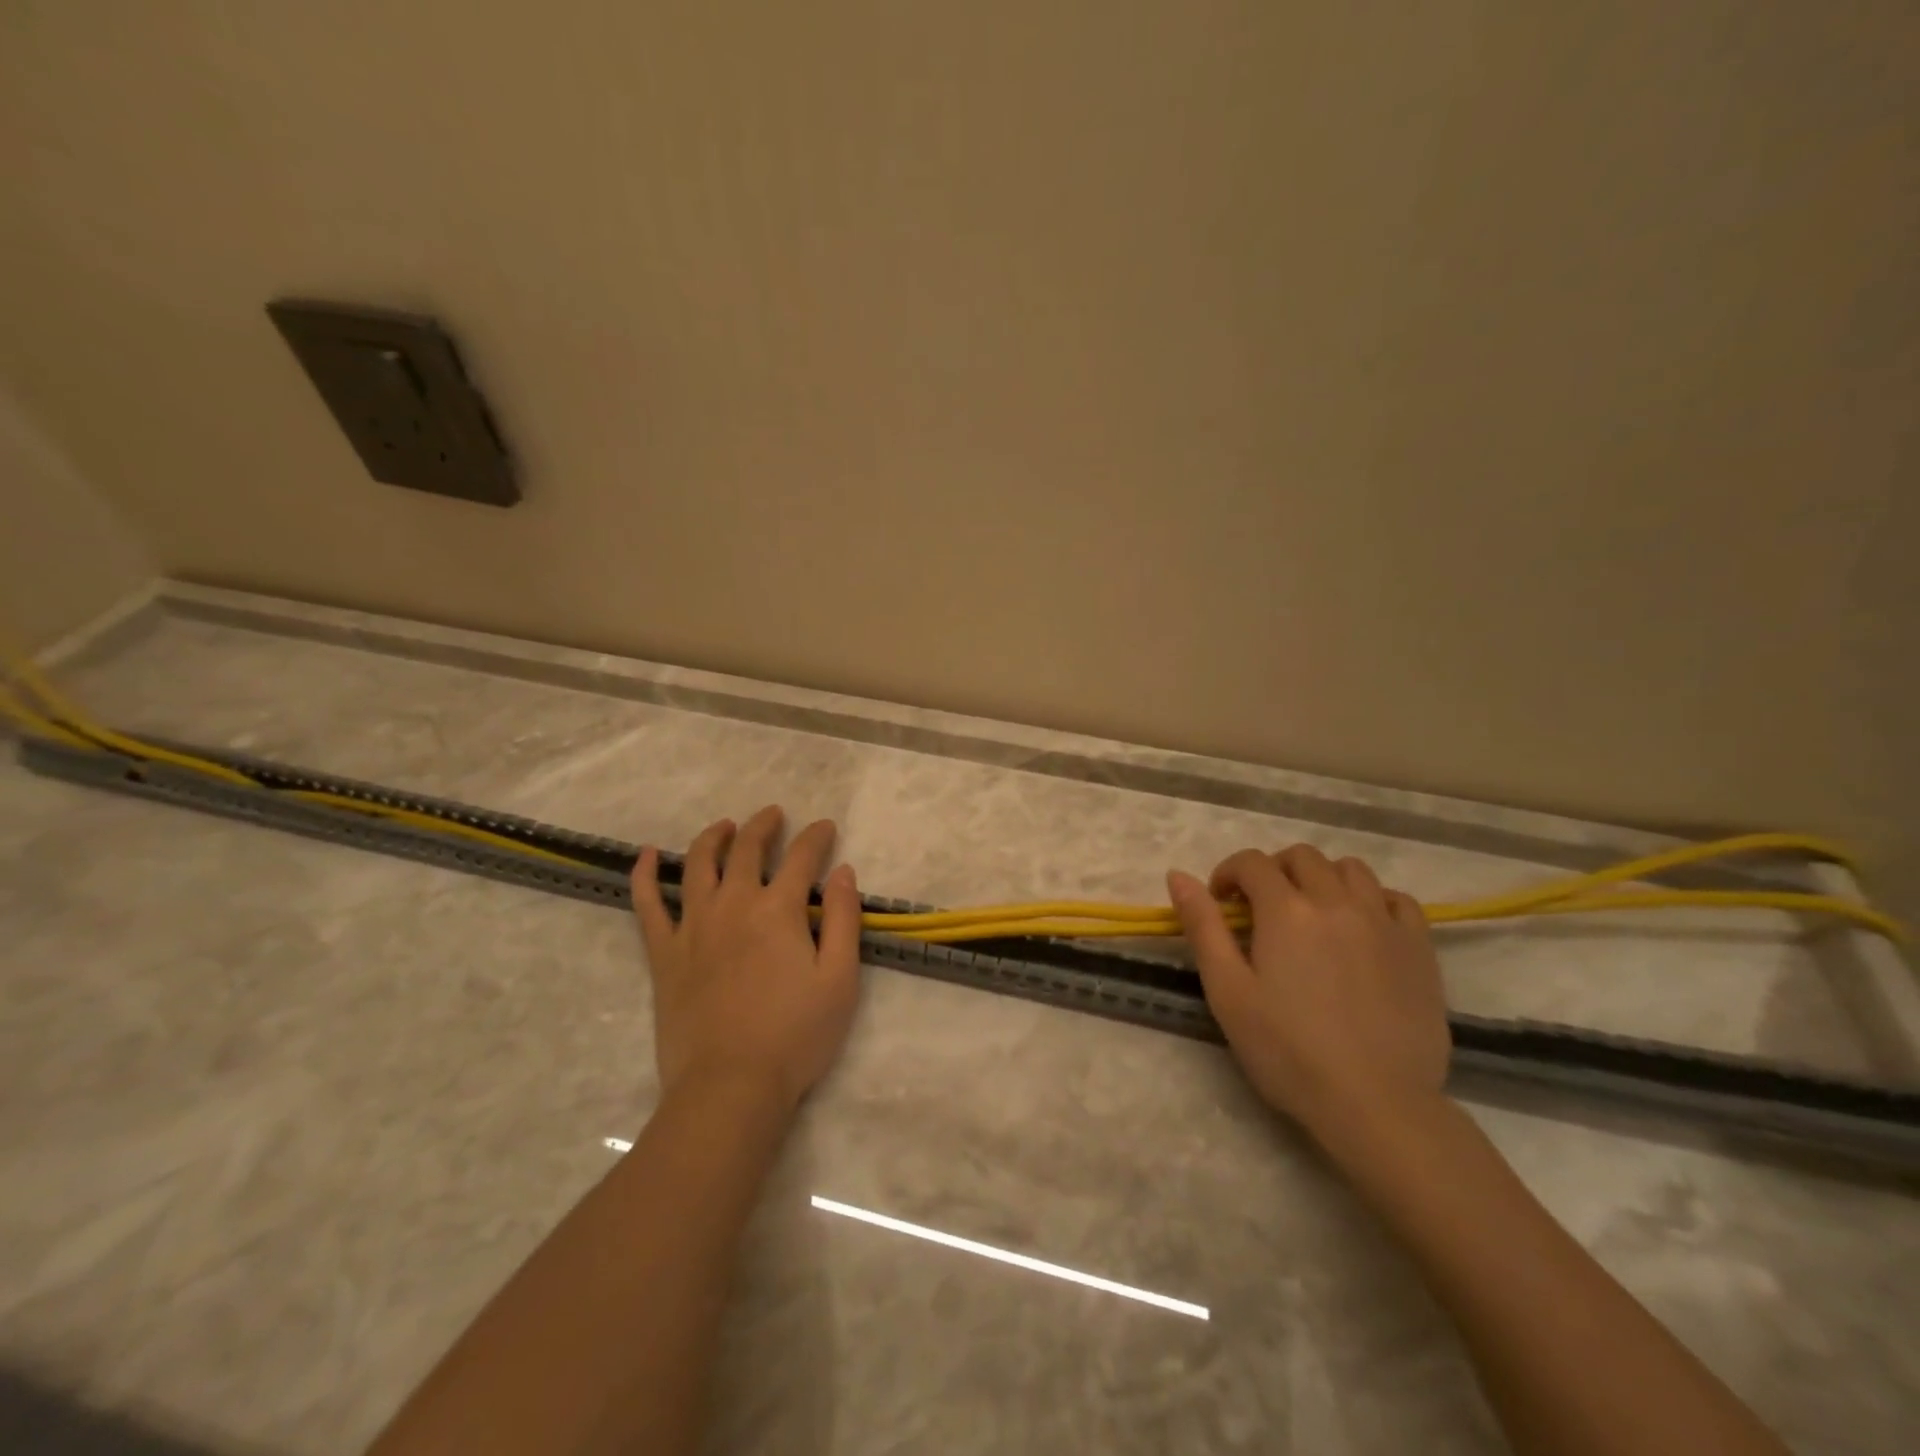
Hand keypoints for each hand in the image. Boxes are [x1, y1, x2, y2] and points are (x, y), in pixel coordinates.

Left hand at [632, 805, 864, 1112]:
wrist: (730, 1087)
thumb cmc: (795, 1035)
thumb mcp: (840, 979)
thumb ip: (843, 919)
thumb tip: (843, 871)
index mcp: (778, 910)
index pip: (801, 857)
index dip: (816, 837)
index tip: (826, 827)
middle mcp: (733, 905)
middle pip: (746, 849)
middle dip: (763, 826)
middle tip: (774, 815)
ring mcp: (693, 927)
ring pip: (698, 864)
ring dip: (713, 837)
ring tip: (725, 825)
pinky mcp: (664, 954)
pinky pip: (647, 905)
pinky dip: (645, 874)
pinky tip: (648, 854)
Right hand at [1167, 844, 1450, 1149]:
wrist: (1375, 1103)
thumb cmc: (1287, 1050)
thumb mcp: (1228, 991)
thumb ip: (1203, 927)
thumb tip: (1178, 875)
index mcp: (1286, 910)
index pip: (1252, 862)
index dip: (1229, 873)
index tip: (1221, 903)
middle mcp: (1336, 901)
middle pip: (1301, 857)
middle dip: (1273, 871)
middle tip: (1262, 909)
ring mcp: (1383, 921)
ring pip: (1351, 869)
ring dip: (1323, 878)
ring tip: (1312, 913)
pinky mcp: (1419, 948)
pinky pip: (1397, 899)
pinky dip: (1373, 899)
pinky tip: (1361, 927)